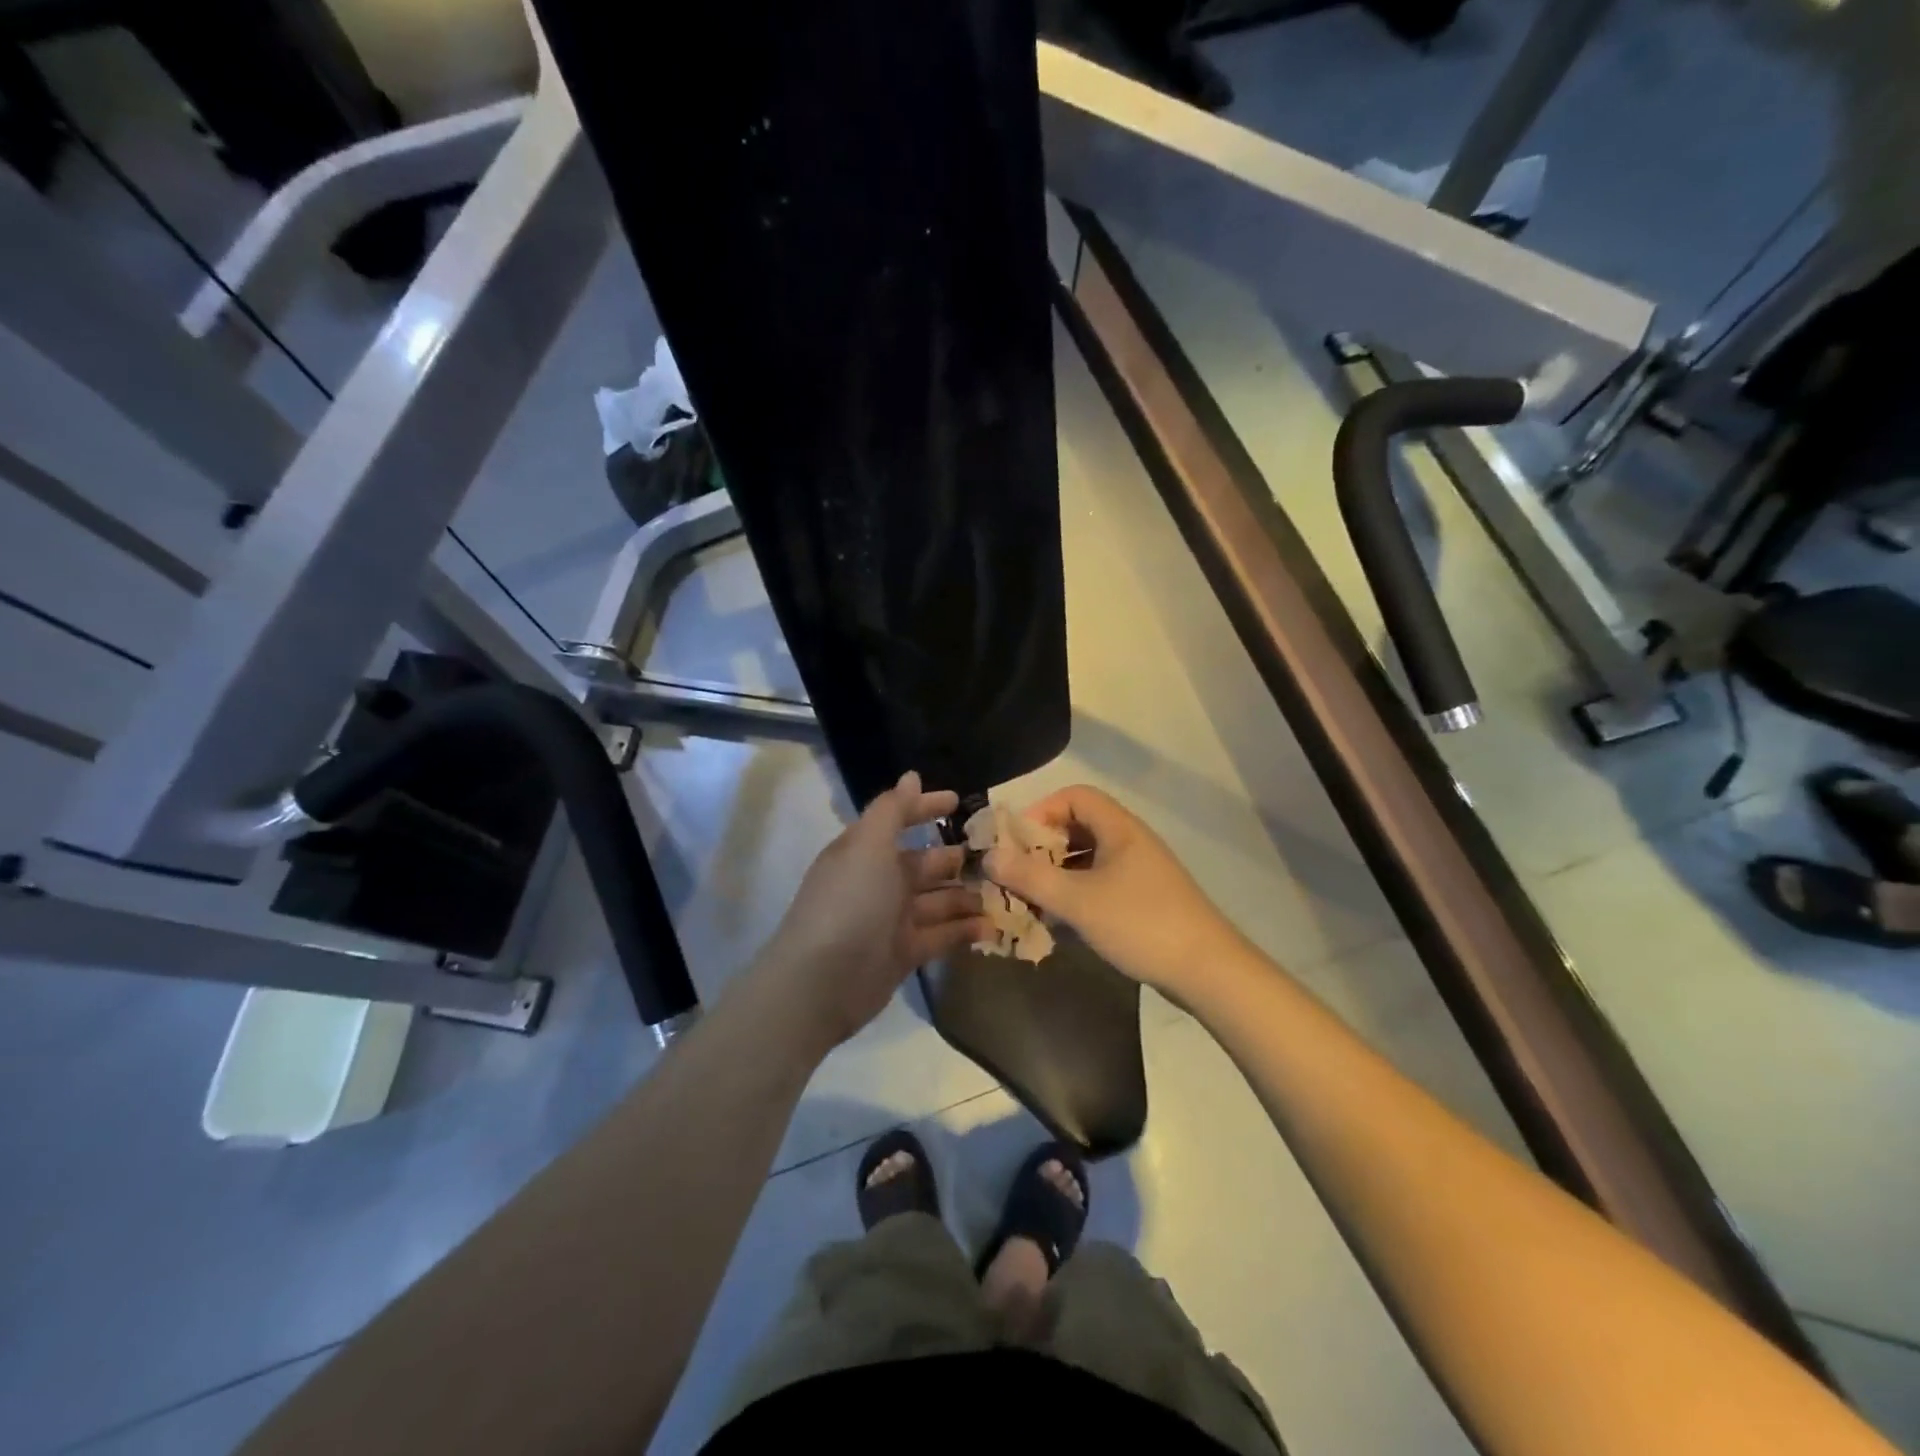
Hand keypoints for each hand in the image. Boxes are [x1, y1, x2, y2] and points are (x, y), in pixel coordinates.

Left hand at [757, 771, 986, 1049]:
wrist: (823, 982)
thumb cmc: (850, 902)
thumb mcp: (869, 846)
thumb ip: (893, 810)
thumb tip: (912, 776)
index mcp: (864, 851)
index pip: (898, 820)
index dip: (925, 808)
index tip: (959, 801)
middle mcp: (878, 881)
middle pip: (923, 863)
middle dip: (955, 857)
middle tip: (996, 854)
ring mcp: (891, 919)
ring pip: (937, 900)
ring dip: (966, 895)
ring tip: (1002, 891)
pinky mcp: (904, 953)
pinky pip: (941, 935)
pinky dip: (964, 929)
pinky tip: (993, 925)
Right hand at [983, 784, 1239, 997]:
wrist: (1208, 971)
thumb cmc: (1140, 924)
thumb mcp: (1077, 900)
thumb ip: (1030, 877)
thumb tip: (989, 857)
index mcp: (1119, 828)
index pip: (1074, 796)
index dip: (1041, 811)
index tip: (1017, 842)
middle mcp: (1130, 842)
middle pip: (1078, 827)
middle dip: (1043, 847)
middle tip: (1017, 873)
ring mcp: (1139, 872)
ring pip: (1088, 859)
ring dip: (1057, 874)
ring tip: (1031, 901)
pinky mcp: (1144, 899)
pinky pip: (1100, 884)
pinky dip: (1076, 895)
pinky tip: (1059, 922)